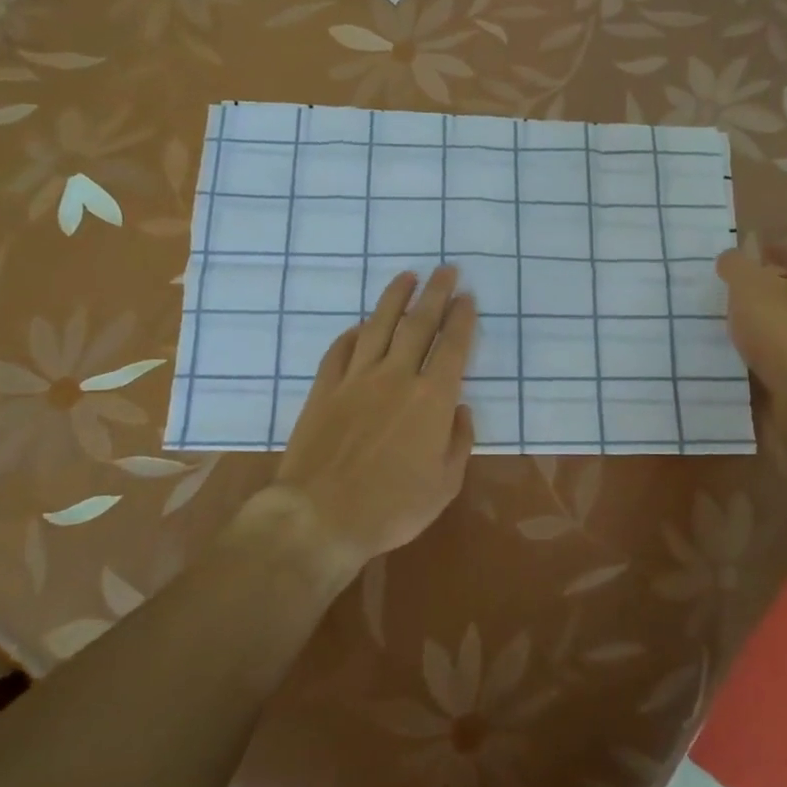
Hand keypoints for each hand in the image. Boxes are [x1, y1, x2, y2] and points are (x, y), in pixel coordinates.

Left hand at [274, 267, 476, 567]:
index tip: (467, 296)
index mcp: (432, 399)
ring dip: (395, 298)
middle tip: (446, 270)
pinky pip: (341, 349)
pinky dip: (354, 332)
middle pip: (419, 324)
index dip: (462, 318)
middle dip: (436, 293)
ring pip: (379, 326)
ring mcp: (356, 379)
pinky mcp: (325, 388)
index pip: (453, 346)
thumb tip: (461, 409)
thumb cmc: (391, 508)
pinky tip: (362, 324)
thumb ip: (459, 442)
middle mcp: (396, 377)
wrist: (319, 517)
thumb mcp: (444, 485)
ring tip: (407, 277)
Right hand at [716, 244, 786, 467]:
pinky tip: (754, 354)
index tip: (744, 260)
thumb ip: (736, 267)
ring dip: (772, 319)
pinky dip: (778, 347)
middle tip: (736, 292)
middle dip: (770, 286)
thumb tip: (732, 259)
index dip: (770, 252)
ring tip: (739, 324)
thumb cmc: (784, 334)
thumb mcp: (748, 288)